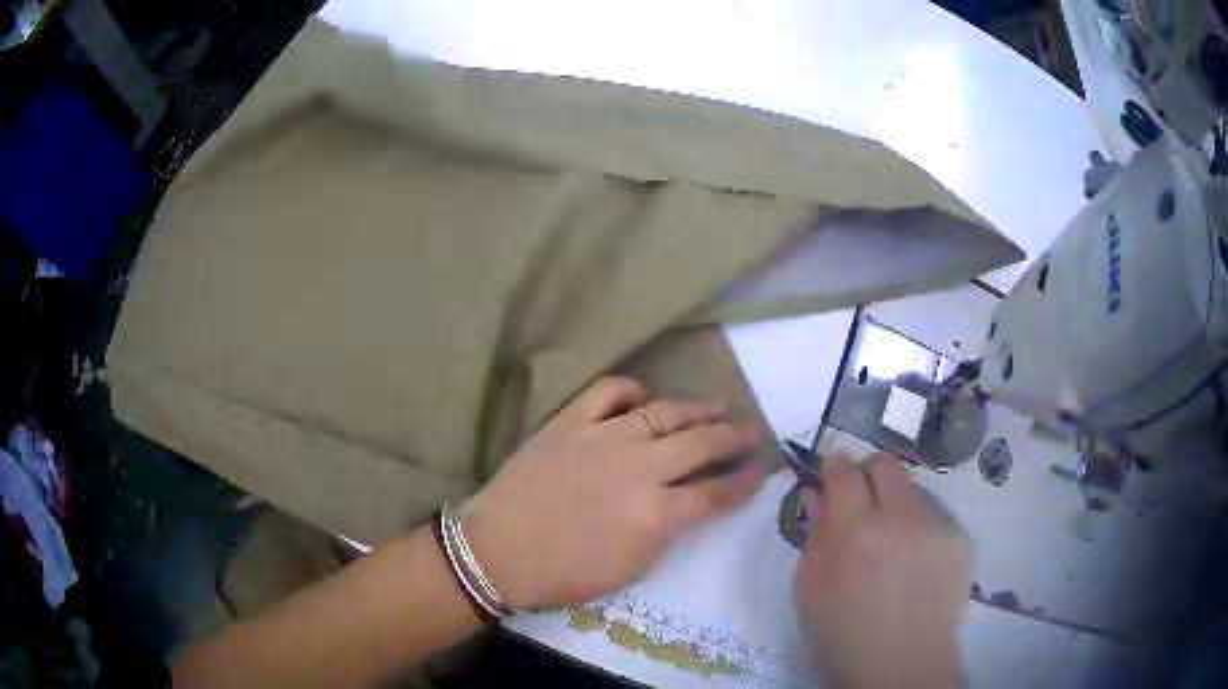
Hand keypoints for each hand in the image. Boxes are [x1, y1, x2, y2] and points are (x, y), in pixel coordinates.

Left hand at [460, 377, 765, 608]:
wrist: (497, 551)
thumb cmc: (564, 574)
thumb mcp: (630, 569)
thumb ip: (665, 532)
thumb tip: (684, 505)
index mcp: (657, 514)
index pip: (716, 492)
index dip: (745, 482)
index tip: (762, 472)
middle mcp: (639, 468)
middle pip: (701, 443)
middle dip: (733, 437)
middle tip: (750, 431)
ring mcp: (603, 438)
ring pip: (664, 411)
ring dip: (697, 409)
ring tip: (716, 407)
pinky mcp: (569, 422)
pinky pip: (607, 392)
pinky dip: (630, 390)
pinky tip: (642, 398)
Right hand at [794, 453, 971, 688]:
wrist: (901, 665)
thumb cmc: (843, 633)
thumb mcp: (810, 590)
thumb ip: (814, 536)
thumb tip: (818, 495)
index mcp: (856, 532)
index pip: (845, 471)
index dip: (835, 464)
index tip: (832, 470)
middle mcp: (902, 518)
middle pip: (887, 465)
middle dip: (870, 473)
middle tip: (863, 503)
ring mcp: (937, 527)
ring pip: (914, 492)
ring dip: (898, 507)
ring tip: (894, 547)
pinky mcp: (961, 540)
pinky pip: (936, 519)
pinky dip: (922, 532)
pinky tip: (917, 566)